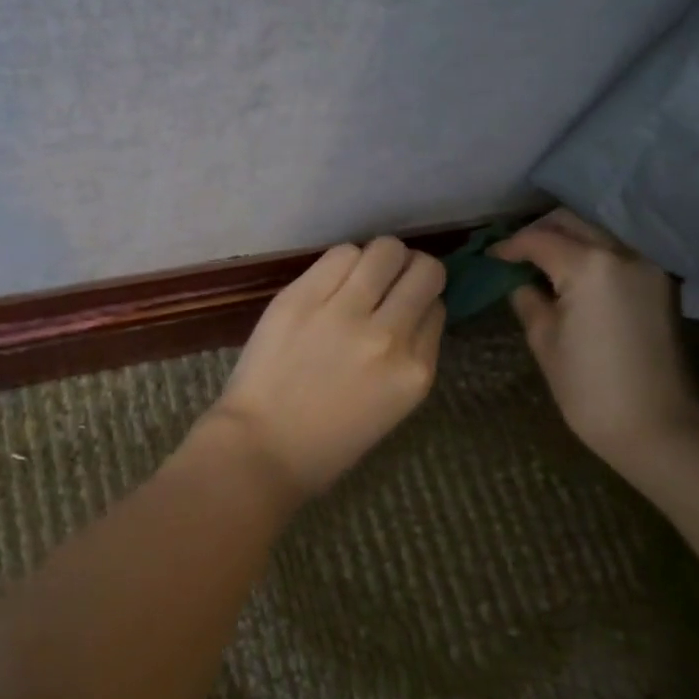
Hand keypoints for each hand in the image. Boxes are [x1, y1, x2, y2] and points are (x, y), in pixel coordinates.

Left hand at [206, 237, 445, 498]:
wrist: (261, 448)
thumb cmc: (327, 442)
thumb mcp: (392, 405)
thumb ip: (409, 356)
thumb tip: (412, 311)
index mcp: (415, 372)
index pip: (437, 308)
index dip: (422, 302)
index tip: (405, 307)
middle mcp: (388, 336)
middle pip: (424, 270)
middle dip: (412, 270)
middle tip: (390, 281)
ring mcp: (344, 313)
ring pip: (385, 250)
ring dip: (379, 259)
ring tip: (360, 276)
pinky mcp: (302, 297)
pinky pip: (340, 254)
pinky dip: (343, 261)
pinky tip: (332, 279)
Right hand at [492, 210, 698, 470]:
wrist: (658, 426)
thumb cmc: (589, 388)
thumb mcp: (544, 341)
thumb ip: (528, 299)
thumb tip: (519, 282)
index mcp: (589, 266)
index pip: (539, 240)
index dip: (510, 246)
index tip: (490, 257)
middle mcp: (622, 253)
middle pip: (572, 222)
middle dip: (539, 231)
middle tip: (514, 254)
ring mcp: (648, 265)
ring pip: (598, 231)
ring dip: (568, 237)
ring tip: (541, 261)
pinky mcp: (661, 282)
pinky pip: (618, 250)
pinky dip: (592, 252)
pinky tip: (573, 274)